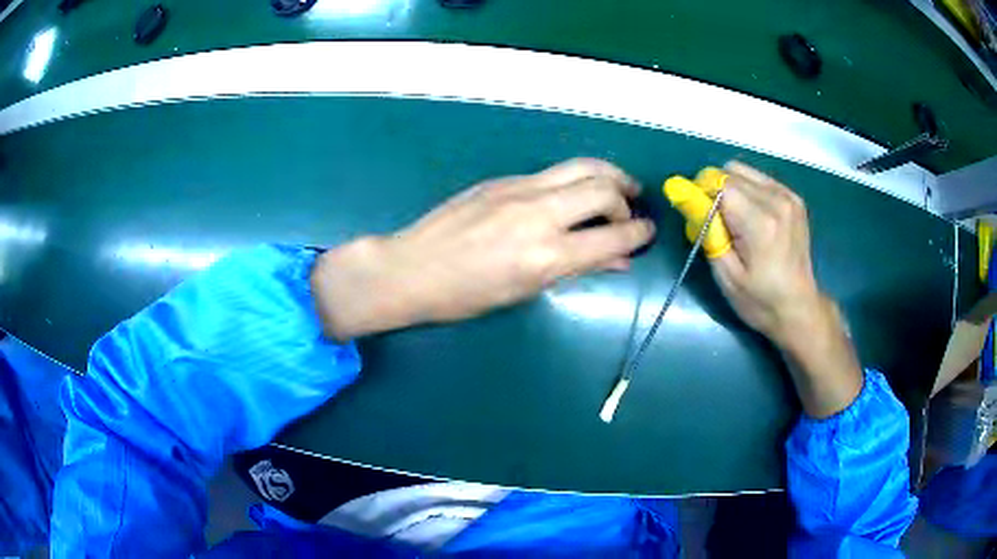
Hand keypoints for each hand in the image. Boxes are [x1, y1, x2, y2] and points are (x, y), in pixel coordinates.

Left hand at [311, 159, 654, 339]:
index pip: (613, 237)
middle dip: (627, 197)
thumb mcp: (525, 291)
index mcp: (546, 255)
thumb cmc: (465, 296)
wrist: (411, 268)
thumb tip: (616, 260)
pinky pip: (552, 173)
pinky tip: (574, 192)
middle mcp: (539, 214)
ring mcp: (519, 189)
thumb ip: (576, 269)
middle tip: (633, 208)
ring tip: (619, 185)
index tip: (648, 232)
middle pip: (603, 189)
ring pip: (580, 167)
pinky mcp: (504, 180)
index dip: (639, 234)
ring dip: (608, 174)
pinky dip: (575, 179)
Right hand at [709, 162, 861, 417]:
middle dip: (714, 191)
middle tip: (717, 223)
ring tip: (736, 220)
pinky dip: (747, 190)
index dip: (701, 193)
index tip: (698, 216)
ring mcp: (788, 196)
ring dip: (730, 189)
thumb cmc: (760, 300)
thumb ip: (707, 231)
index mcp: (761, 222)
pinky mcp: (793, 197)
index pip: (719, 183)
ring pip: (742, 171)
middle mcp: (777, 200)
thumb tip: (686, 196)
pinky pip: (758, 179)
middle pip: (730, 172)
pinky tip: (752, 216)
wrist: (799, 308)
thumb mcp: (726, 275)